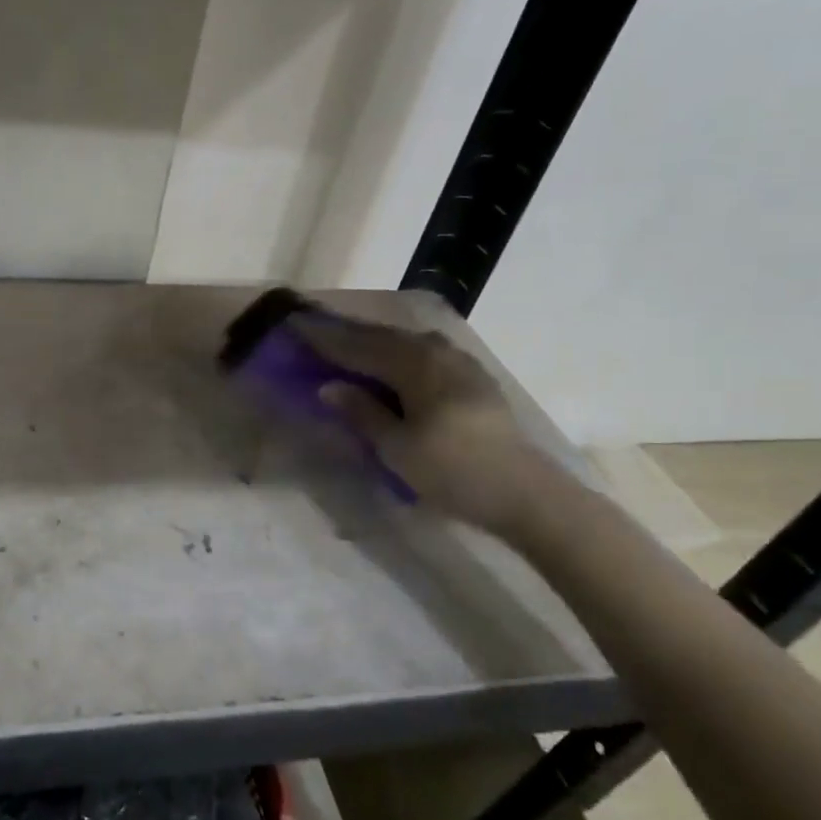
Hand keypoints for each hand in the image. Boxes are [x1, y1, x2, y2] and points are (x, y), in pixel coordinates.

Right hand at [298, 318, 557, 536]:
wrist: (524, 493)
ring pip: (405, 343)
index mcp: (414, 365)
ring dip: (373, 342)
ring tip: (348, 343)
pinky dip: (398, 353)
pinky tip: (392, 361)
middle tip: (315, 330)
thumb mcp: (397, 448)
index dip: (326, 339)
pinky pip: (423, 353)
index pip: (359, 346)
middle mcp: (437, 353)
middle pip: (382, 337)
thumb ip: (362, 412)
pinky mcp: (473, 378)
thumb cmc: (452, 472)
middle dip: (347, 334)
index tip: (296, 326)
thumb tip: (329, 386)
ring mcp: (460, 363)